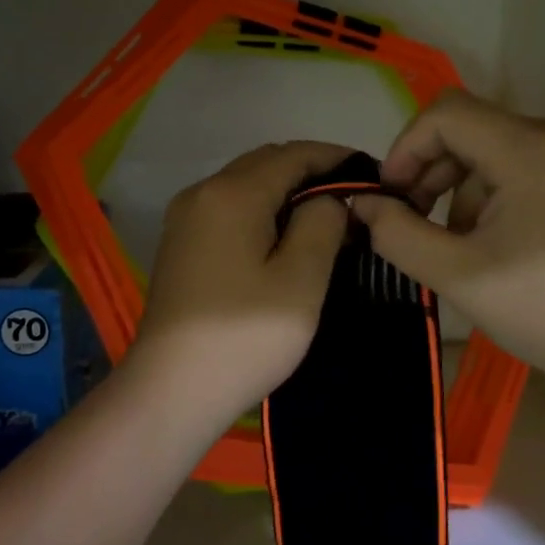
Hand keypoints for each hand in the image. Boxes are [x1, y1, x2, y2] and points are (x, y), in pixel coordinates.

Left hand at [126, 141, 352, 431]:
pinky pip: (228, 209)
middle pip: (265, 163)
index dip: (336, 158)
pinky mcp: (180, 245)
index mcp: (232, 193)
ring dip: (285, 191)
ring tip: (325, 218)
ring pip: (245, 185)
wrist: (171, 390)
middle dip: (311, 172)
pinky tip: (282, 239)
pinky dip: (261, 211)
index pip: (293, 154)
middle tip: (353, 200)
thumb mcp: (301, 280)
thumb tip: (327, 199)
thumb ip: (322, 223)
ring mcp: (185, 219)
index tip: (373, 175)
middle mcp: (202, 192)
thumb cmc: (244, 336)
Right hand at [350, 92, 544, 395]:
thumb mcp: (458, 274)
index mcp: (534, 148)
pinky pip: (527, 164)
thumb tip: (362, 204)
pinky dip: (497, 194)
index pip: (447, 114)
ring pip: (497, 149)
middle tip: (415, 224)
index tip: (391, 197)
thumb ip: (397, 233)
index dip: (406, 148)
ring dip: (464, 190)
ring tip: (461, 246)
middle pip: (473, 130)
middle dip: (433, 173)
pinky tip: (497, 241)